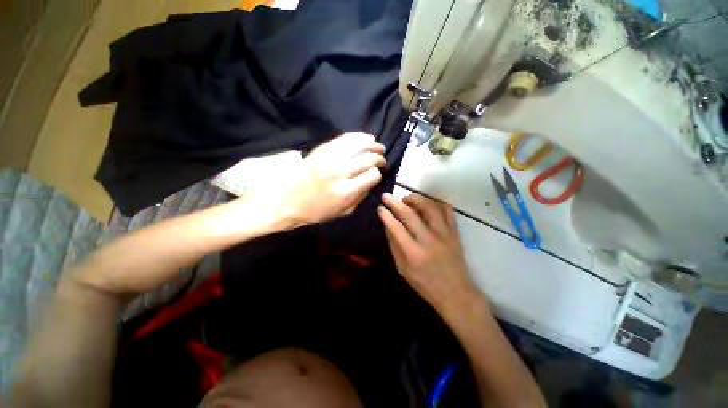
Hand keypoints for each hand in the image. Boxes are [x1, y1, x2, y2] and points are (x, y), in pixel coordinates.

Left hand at [269, 132, 385, 226]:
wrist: (287, 200)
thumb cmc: (316, 211)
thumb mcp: (343, 211)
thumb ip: (361, 196)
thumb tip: (372, 181)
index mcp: (346, 191)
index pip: (372, 175)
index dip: (377, 174)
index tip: (377, 174)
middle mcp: (340, 172)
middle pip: (368, 159)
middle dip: (378, 158)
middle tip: (381, 160)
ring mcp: (330, 158)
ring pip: (359, 145)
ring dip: (372, 144)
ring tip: (378, 147)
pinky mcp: (322, 149)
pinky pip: (345, 138)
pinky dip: (358, 137)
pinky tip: (366, 137)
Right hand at [377, 193, 481, 316]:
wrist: (455, 293)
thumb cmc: (425, 284)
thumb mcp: (403, 269)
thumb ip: (394, 246)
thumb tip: (388, 225)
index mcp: (414, 253)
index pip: (396, 227)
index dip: (386, 215)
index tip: (380, 207)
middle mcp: (429, 240)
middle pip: (410, 214)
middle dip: (395, 202)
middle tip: (387, 196)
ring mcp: (444, 234)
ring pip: (429, 207)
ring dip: (416, 199)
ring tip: (406, 199)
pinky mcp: (455, 233)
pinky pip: (447, 211)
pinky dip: (436, 203)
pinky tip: (427, 204)